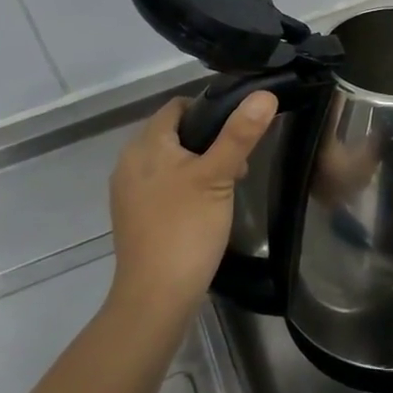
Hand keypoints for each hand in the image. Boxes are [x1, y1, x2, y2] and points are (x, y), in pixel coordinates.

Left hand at [107, 92, 278, 323]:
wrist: (155, 298)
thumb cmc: (186, 228)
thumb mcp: (219, 176)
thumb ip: (240, 134)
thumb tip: (264, 94)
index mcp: (145, 144)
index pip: (177, 106)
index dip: (210, 108)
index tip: (239, 128)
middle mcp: (129, 162)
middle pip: (173, 133)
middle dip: (208, 140)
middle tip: (239, 162)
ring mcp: (128, 191)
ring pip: (169, 160)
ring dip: (198, 164)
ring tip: (227, 185)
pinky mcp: (133, 216)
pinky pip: (162, 185)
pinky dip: (184, 186)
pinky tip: (204, 207)